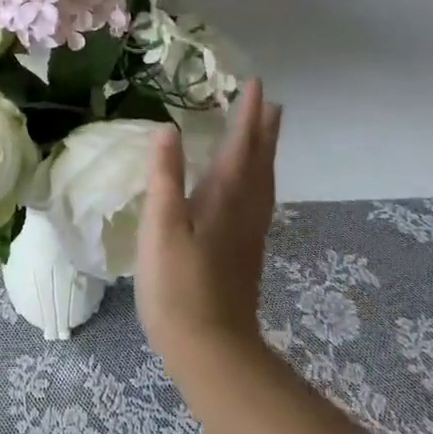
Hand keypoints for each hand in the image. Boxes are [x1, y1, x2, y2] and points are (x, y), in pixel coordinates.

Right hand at [135, 80, 283, 363]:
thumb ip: (165, 176)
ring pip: (264, 181)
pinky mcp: (246, 251)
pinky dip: (260, 177)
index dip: (247, 114)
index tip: (254, 84)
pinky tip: (251, 187)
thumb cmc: (178, 284)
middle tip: (270, 102)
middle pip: (260, 160)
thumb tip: (168, 127)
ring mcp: (249, 232)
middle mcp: (246, 208)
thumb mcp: (161, 225)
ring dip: (266, 151)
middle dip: (264, 129)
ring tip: (267, 133)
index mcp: (226, 196)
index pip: (241, 144)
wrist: (211, 349)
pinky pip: (260, 198)